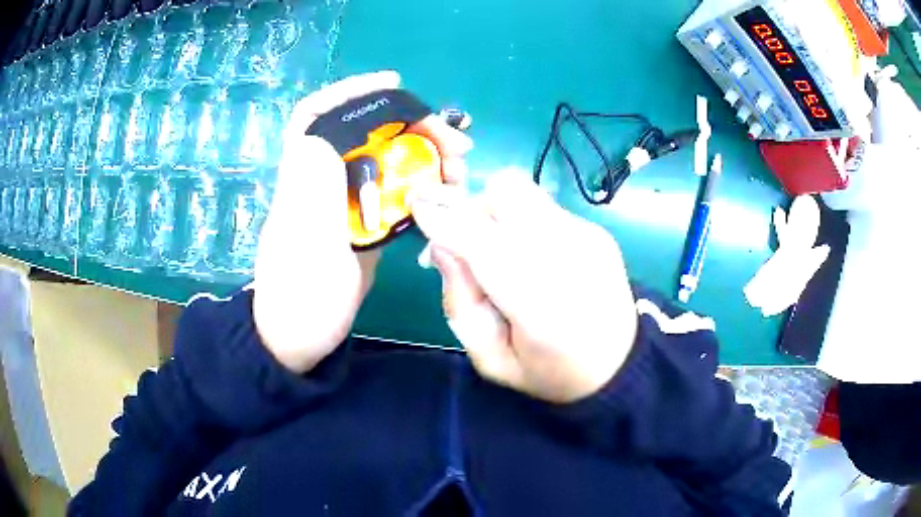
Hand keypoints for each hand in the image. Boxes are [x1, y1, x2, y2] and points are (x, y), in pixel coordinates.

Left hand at [253, 71, 472, 372]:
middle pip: (368, 133)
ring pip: (388, 160)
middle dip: (412, 127)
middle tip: (456, 145)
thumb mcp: (303, 245)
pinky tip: (448, 190)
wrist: (302, 340)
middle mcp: (325, 181)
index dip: (351, 92)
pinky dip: (426, 184)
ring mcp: (348, 203)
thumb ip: (311, 190)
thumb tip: (324, 137)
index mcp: (304, 178)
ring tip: (461, 170)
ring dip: (426, 156)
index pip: (318, 115)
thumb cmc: (300, 298)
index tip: (394, 85)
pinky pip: (398, 191)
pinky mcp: (366, 224)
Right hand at [411, 172, 637, 402]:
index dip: (446, 221)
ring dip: (495, 211)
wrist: (620, 362)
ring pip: (524, 192)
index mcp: (541, 311)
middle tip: (462, 240)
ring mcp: (588, 239)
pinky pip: (544, 207)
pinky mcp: (598, 231)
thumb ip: (460, 306)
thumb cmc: (551, 371)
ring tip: (497, 247)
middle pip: (506, 197)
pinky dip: (522, 221)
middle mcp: (570, 261)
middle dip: (471, 208)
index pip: (484, 248)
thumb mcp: (493, 362)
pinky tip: (532, 254)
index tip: (417, 205)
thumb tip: (440, 247)